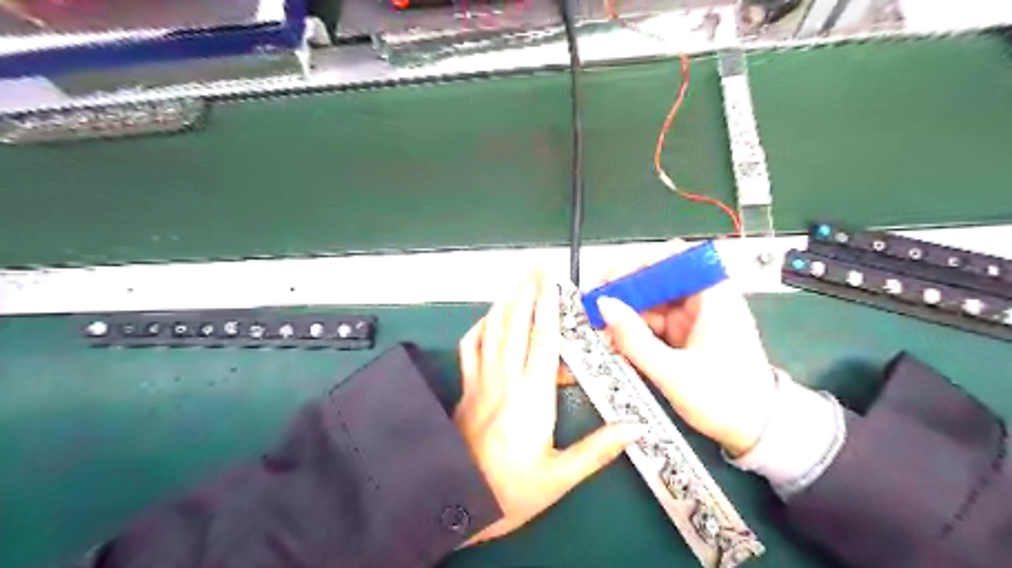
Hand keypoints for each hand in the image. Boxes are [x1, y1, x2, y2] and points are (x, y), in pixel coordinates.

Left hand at [454, 270, 642, 545]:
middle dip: (527, 290)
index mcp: (532, 397)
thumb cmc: (511, 492)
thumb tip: (635, 428)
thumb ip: (598, 450)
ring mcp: (481, 381)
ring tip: (518, 280)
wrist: (458, 503)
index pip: (542, 339)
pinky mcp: (466, 388)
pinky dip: (480, 326)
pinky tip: (489, 318)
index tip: (553, 280)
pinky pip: (470, 347)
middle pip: (516, 323)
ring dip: (506, 301)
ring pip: (492, 330)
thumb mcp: (560, 478)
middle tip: (537, 265)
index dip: (548, 306)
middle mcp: (505, 380)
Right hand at [595, 242, 777, 456]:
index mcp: (715, 297)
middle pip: (658, 277)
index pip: (675, 257)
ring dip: (626, 311)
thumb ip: (634, 339)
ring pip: (652, 300)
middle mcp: (704, 299)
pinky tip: (618, 340)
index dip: (639, 261)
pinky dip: (634, 328)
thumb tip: (604, 306)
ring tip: (603, 327)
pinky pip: (654, 320)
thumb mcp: (674, 373)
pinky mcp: (685, 333)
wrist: (756, 431)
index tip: (611, 277)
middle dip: (625, 289)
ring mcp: (694, 316)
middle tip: (597, 303)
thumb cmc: (727, 400)